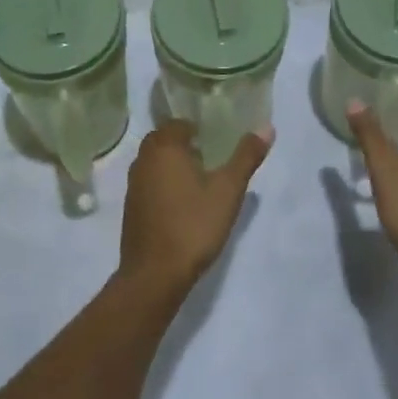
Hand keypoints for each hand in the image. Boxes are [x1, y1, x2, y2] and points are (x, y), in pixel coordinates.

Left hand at [119, 121, 271, 293]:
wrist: (155, 275)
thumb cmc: (193, 225)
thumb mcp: (228, 190)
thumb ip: (246, 156)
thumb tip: (266, 127)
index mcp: (165, 147)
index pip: (178, 123)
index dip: (198, 128)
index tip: (216, 141)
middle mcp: (144, 160)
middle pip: (164, 140)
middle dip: (185, 145)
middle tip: (211, 158)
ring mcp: (133, 185)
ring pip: (155, 162)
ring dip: (173, 165)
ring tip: (200, 181)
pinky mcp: (131, 208)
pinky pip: (149, 183)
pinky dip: (163, 185)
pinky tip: (182, 204)